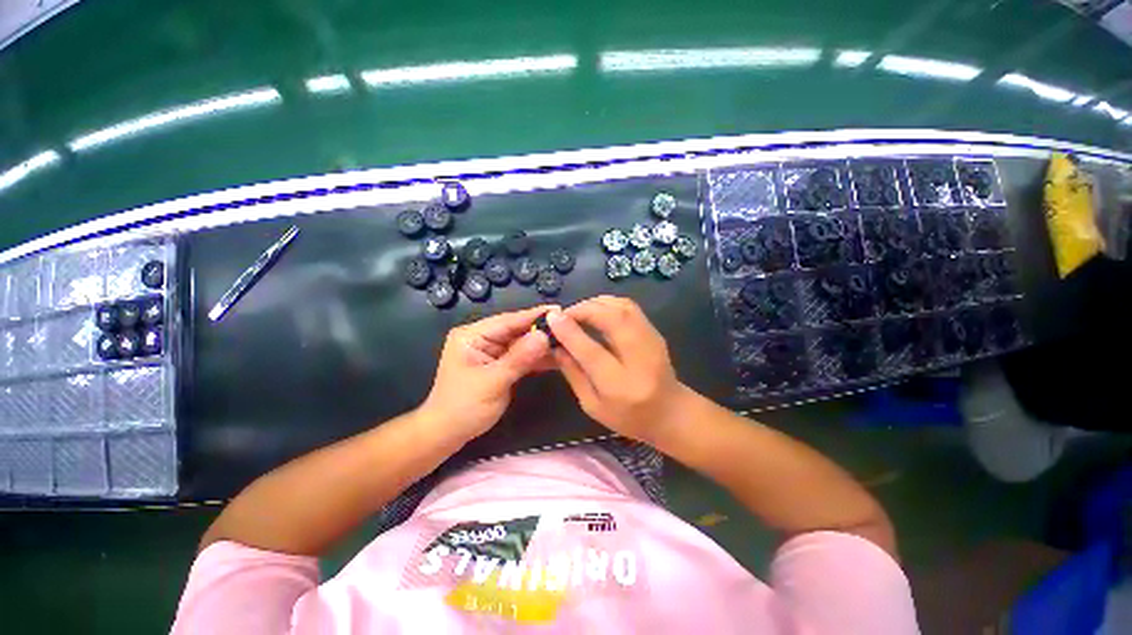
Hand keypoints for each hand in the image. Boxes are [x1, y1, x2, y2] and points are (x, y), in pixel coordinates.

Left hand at [419, 305, 555, 439]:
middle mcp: (482, 338)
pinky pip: (521, 356)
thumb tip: (544, 336)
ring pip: (522, 343)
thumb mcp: (492, 382)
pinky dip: (536, 358)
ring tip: (568, 341)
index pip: (508, 321)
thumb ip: (519, 358)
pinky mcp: (500, 364)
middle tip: (569, 326)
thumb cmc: (463, 407)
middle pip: (516, 330)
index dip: (534, 316)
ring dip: (541, 344)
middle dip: (541, 330)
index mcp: (472, 335)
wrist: (448, 434)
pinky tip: (556, 357)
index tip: (559, 310)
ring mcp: (492, 351)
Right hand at [547, 296, 687, 442]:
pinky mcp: (654, 331)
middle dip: (583, 310)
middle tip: (563, 314)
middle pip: (612, 319)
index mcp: (620, 385)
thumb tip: (555, 346)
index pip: (592, 351)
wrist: (670, 412)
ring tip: (577, 312)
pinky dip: (608, 303)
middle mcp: (640, 358)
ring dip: (595, 303)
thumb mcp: (592, 404)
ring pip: (623, 307)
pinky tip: (595, 310)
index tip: (552, 318)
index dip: (570, 331)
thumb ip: (573, 373)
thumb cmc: (628, 416)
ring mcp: (652, 340)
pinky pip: (629, 307)